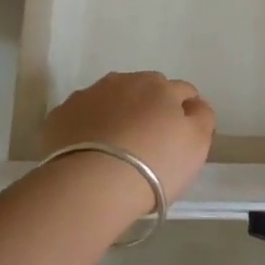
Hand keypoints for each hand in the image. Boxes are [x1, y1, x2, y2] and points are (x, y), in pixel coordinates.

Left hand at [41, 71, 215, 203]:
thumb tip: (194, 105)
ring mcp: (89, 95)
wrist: (92, 182)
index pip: (182, 91)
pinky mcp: (61, 114)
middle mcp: (125, 81)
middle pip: (145, 88)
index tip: (181, 135)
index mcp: (161, 87)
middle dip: (150, 106)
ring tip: (116, 145)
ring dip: (117, 112)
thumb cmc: (154, 165)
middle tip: (149, 140)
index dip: (185, 111)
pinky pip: (82, 115)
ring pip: (111, 97)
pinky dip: (88, 126)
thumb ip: (202, 118)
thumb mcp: (196, 145)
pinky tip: (89, 150)